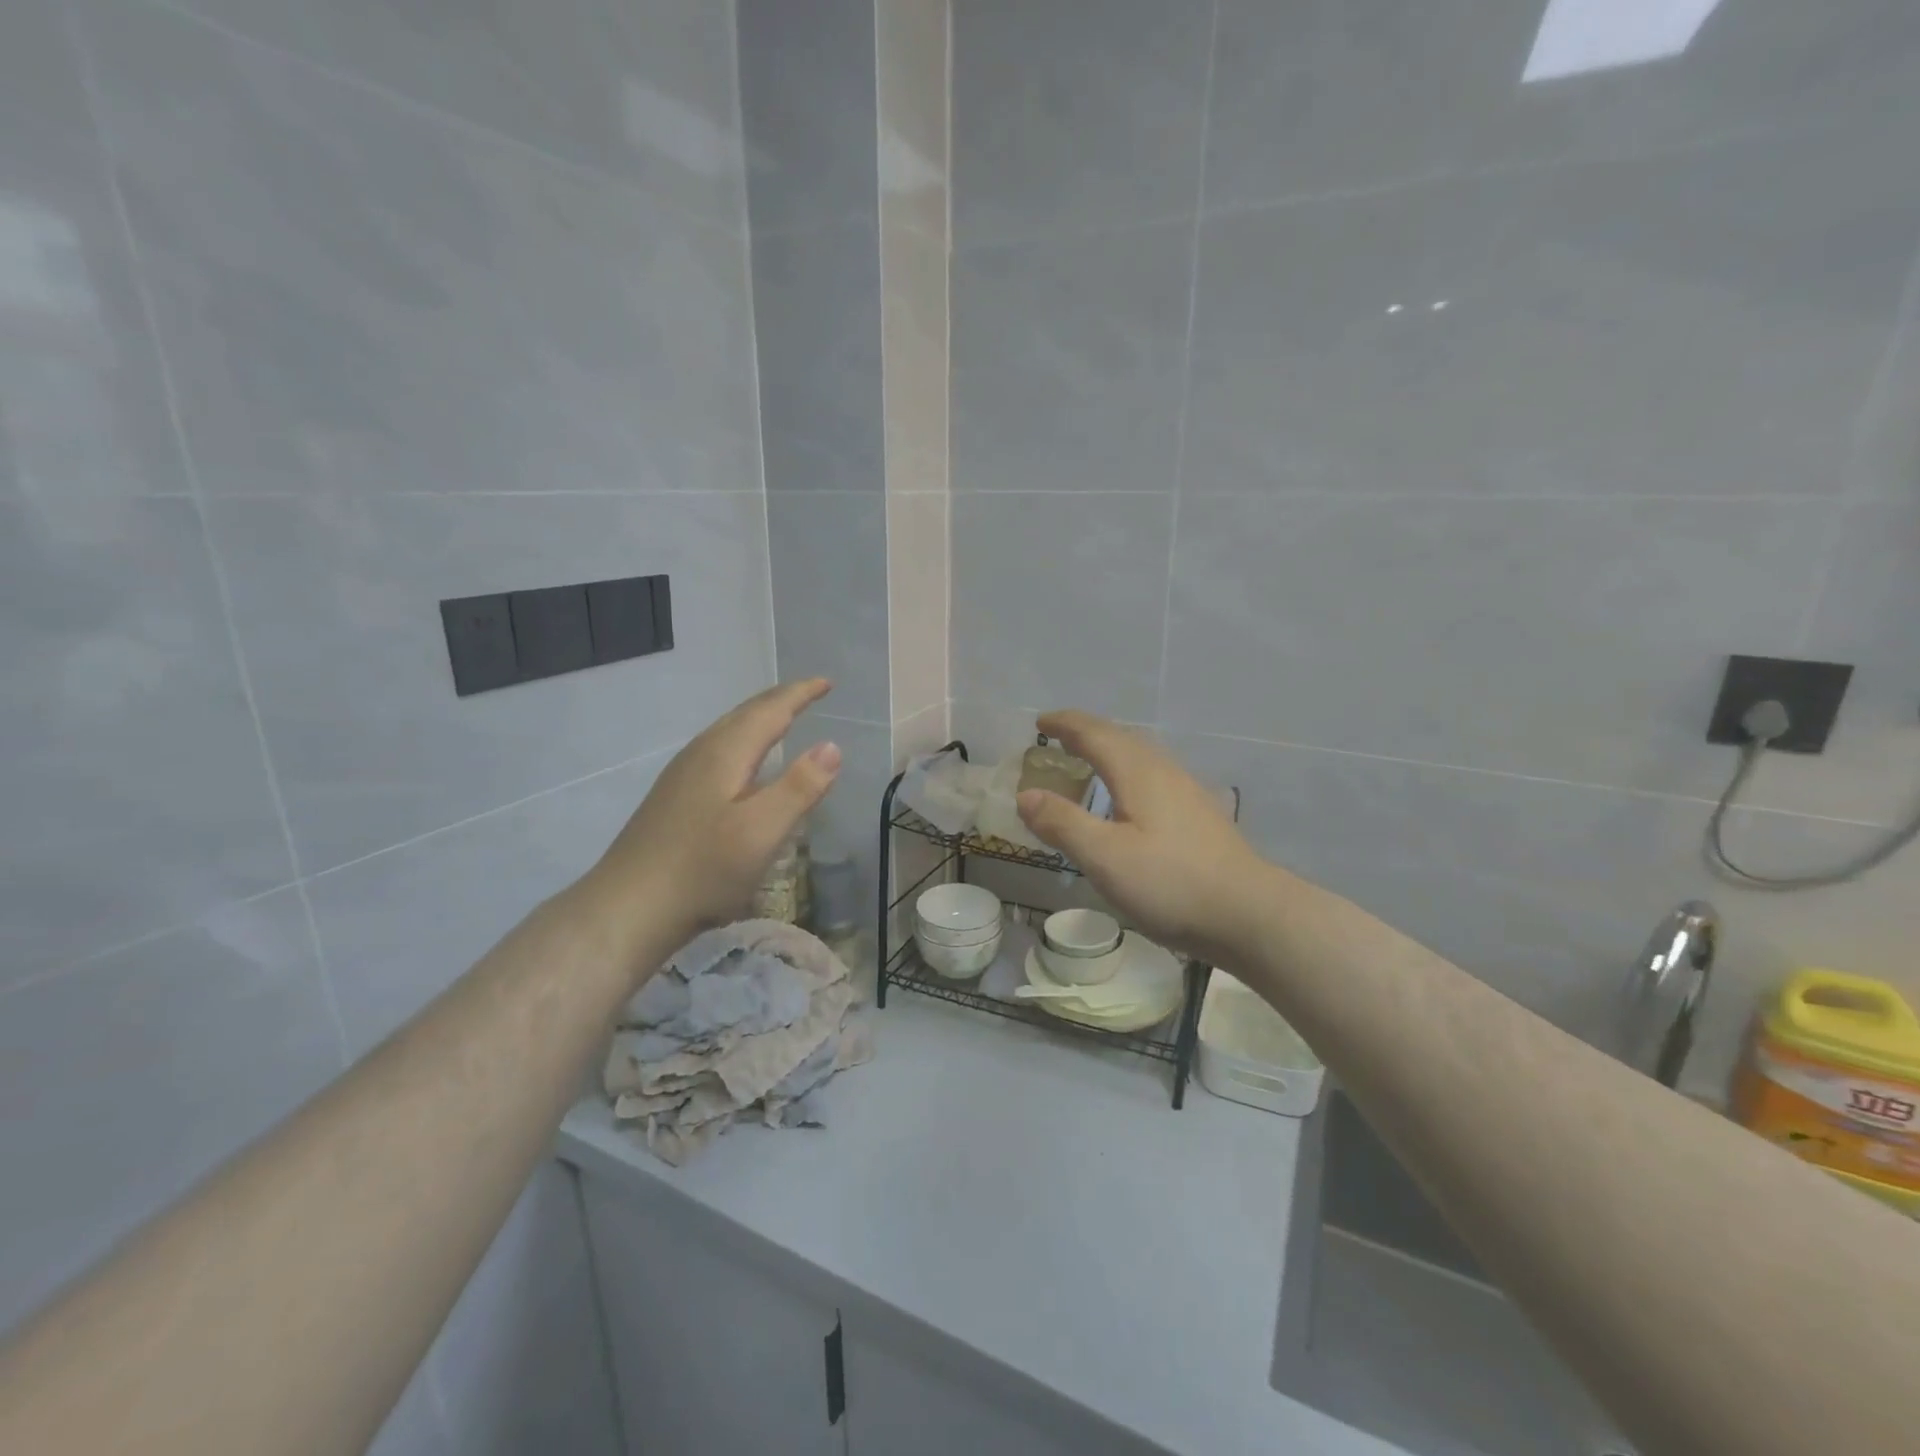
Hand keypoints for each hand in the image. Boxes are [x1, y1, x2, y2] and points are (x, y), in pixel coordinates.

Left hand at [588, 680, 841, 953]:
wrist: (628, 908)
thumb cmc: (703, 870)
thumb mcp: (762, 831)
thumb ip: (800, 787)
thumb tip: (832, 745)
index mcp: (725, 753)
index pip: (770, 710)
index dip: (800, 694)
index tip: (827, 683)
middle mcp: (701, 753)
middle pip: (745, 714)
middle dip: (780, 700)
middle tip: (810, 693)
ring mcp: (682, 775)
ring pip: (728, 731)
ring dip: (759, 718)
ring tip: (782, 719)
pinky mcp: (673, 797)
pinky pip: (718, 750)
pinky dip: (743, 741)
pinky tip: (743, 765)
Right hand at [1016, 711, 1270, 963]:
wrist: (1249, 914)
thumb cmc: (1170, 882)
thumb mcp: (1104, 857)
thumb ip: (1062, 823)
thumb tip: (1025, 795)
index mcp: (1137, 772)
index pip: (1094, 733)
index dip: (1065, 725)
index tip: (1039, 722)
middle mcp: (1163, 770)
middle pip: (1120, 737)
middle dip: (1085, 732)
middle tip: (1057, 739)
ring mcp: (1186, 791)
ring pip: (1140, 755)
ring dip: (1108, 750)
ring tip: (1086, 763)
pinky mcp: (1198, 814)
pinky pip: (1152, 775)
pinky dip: (1126, 771)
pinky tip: (1127, 799)